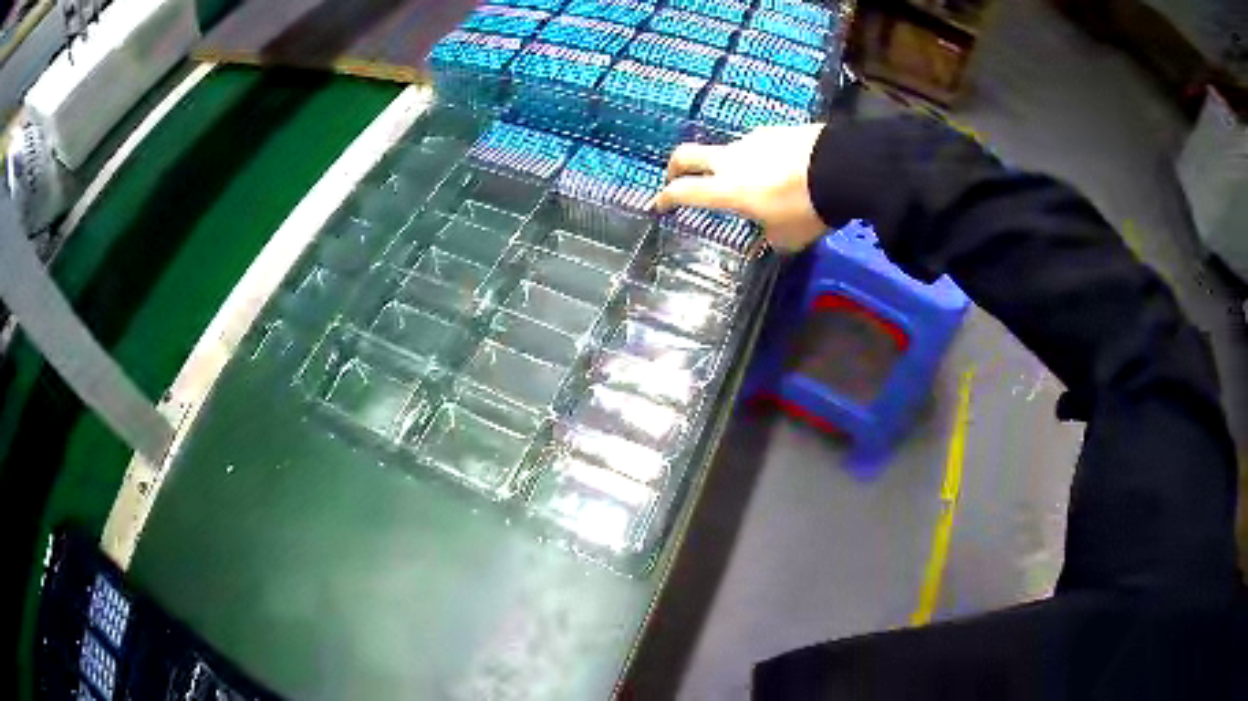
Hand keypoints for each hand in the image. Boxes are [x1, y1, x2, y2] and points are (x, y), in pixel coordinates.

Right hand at [651, 124, 828, 251]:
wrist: (843, 168)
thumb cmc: (809, 208)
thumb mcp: (789, 238)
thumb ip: (770, 238)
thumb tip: (767, 237)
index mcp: (728, 189)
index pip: (683, 191)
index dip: (665, 198)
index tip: (658, 205)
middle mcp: (731, 160)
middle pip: (687, 154)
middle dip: (675, 167)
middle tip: (676, 178)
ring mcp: (753, 140)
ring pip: (726, 150)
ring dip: (726, 164)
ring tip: (750, 181)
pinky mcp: (776, 130)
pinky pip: (758, 145)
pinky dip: (758, 157)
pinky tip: (778, 168)